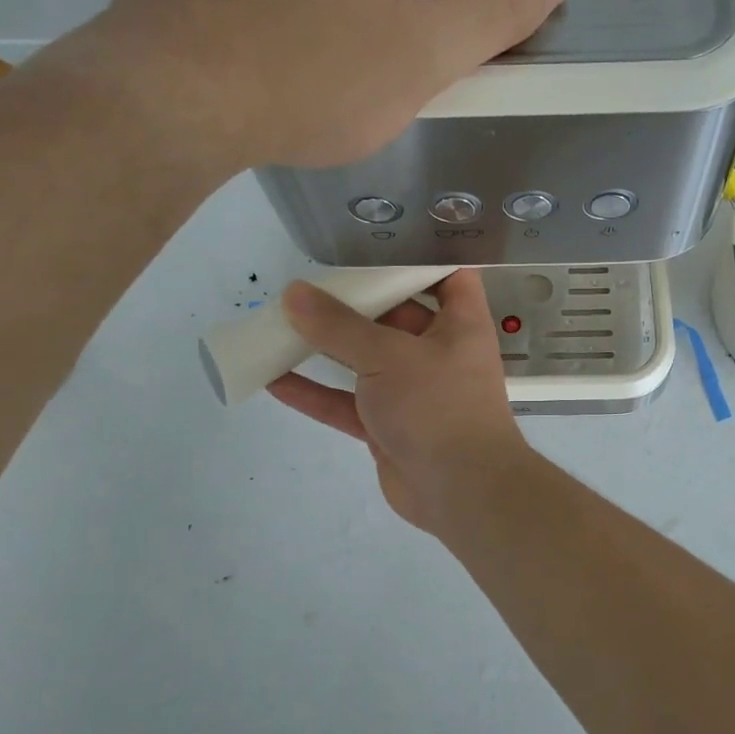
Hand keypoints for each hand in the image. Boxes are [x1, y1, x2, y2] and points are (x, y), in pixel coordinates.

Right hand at [268, 270, 529, 532]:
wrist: (461, 491)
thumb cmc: (438, 406)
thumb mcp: (388, 356)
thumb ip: (339, 326)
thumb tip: (294, 294)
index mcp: (459, 324)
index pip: (449, 276)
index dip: (422, 257)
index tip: (378, 243)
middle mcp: (439, 352)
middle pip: (396, 315)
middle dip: (356, 302)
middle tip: (309, 283)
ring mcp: (412, 391)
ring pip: (365, 360)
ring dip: (327, 346)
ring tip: (281, 324)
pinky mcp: (389, 426)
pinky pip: (347, 403)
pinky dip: (315, 393)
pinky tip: (273, 379)